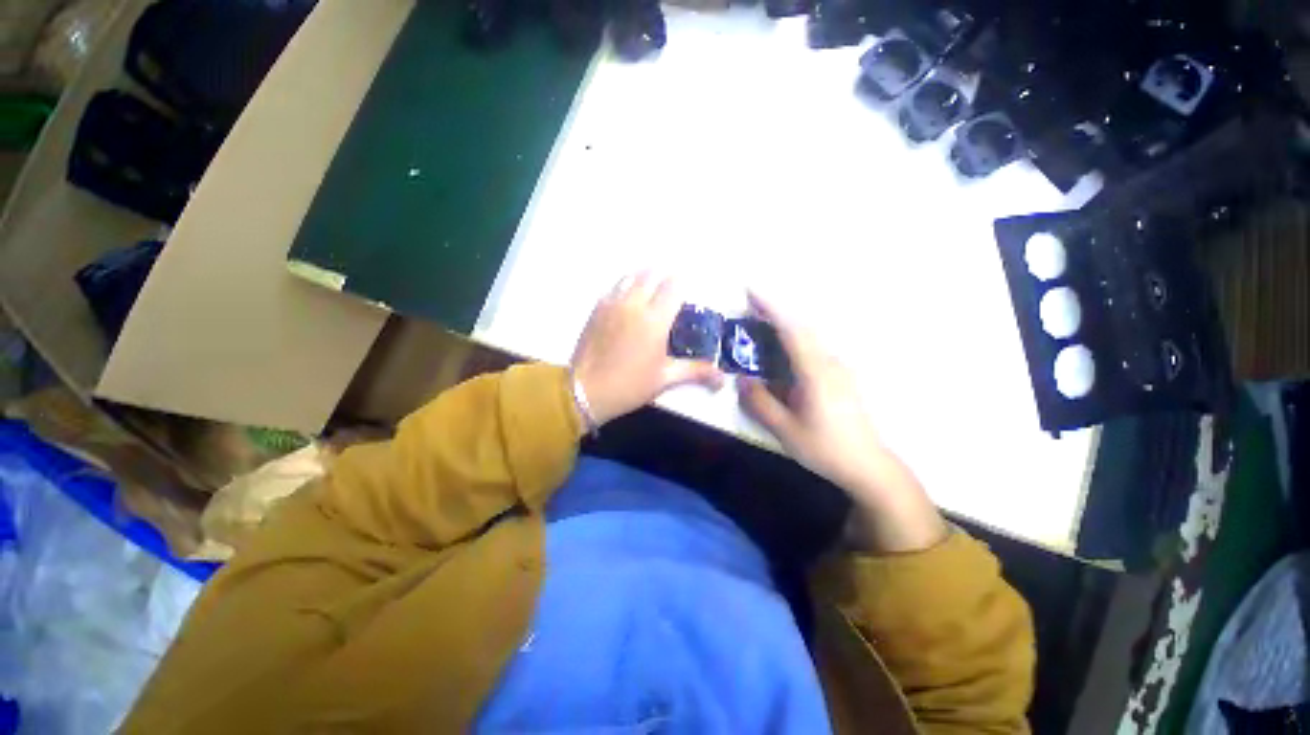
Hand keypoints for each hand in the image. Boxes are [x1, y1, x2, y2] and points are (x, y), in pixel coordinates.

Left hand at [571, 272, 724, 425]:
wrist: (585, 391)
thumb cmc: (630, 385)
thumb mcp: (665, 379)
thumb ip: (695, 371)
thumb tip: (722, 378)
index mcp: (655, 319)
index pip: (674, 285)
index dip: (684, 282)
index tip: (687, 291)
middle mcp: (634, 303)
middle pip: (651, 273)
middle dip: (664, 276)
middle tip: (671, 290)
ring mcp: (612, 303)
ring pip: (631, 276)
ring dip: (644, 278)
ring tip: (651, 291)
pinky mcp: (597, 308)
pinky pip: (614, 287)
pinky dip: (626, 287)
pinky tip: (629, 303)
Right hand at [739, 292, 945, 552]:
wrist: (867, 465)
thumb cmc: (825, 449)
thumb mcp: (786, 430)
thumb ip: (760, 403)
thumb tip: (742, 379)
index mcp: (816, 373)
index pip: (791, 331)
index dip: (771, 309)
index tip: (751, 291)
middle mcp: (830, 363)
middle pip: (801, 328)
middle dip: (775, 312)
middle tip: (750, 306)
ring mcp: (838, 368)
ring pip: (809, 337)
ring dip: (785, 326)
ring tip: (761, 325)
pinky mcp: (840, 376)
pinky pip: (813, 348)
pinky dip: (794, 340)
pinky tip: (782, 352)